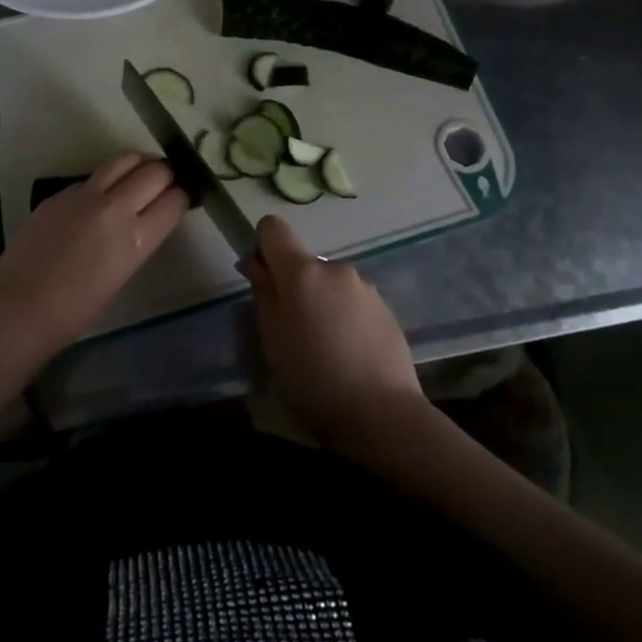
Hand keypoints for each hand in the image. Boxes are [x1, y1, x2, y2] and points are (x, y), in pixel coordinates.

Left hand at [0, 153, 186, 345]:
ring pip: (124, 160)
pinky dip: (105, 181)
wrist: (18, 308)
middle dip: (166, 175)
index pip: (175, 200)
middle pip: (156, 171)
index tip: (181, 199)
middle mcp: (115, 208)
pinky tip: (98, 200)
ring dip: (138, 166)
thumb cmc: (75, 310)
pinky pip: (93, 176)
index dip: (182, 196)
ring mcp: (84, 195)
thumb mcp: (123, 274)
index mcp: (135, 239)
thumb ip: (139, 240)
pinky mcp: (60, 193)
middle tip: (164, 185)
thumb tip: (148, 218)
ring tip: (137, 178)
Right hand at [245, 216, 428, 455]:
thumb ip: (262, 291)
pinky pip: (352, 302)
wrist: (382, 414)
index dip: (262, 248)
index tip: (264, 282)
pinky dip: (344, 318)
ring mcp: (365, 287)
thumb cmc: (312, 378)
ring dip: (320, 303)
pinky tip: (348, 355)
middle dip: (293, 287)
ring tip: (324, 349)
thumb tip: (256, 261)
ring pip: (328, 284)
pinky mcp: (386, 308)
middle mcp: (335, 268)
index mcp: (302, 271)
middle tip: (292, 332)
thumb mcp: (272, 338)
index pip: (273, 227)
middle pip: (302, 263)